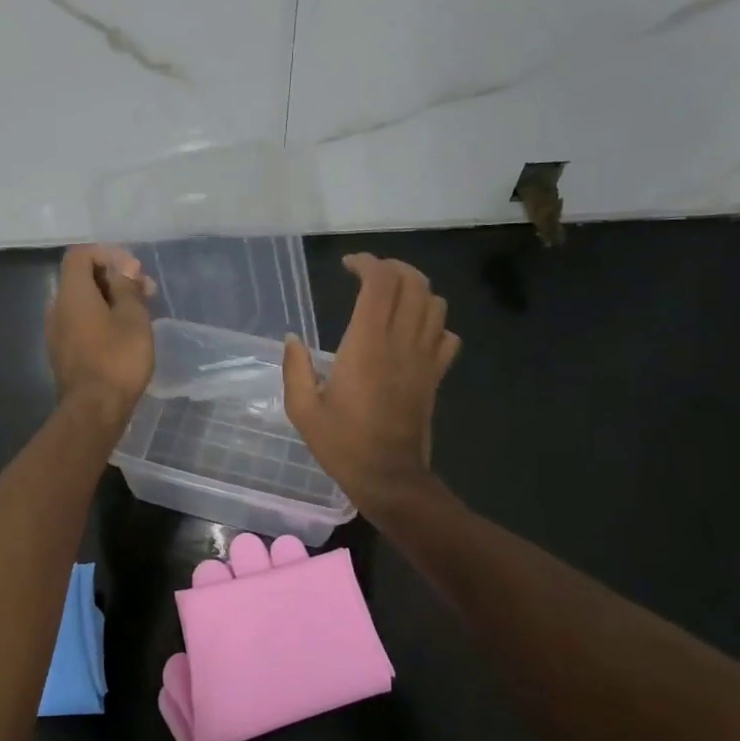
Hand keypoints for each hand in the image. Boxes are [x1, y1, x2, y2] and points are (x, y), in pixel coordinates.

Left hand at [47, 244, 154, 424]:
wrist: (94, 410)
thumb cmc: (118, 359)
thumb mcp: (133, 317)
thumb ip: (127, 287)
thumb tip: (124, 269)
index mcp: (72, 293)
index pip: (80, 255)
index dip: (107, 254)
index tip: (134, 269)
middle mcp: (57, 308)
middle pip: (81, 278)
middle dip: (114, 278)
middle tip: (145, 291)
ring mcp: (56, 332)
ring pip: (82, 302)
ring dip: (109, 300)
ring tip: (139, 313)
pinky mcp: (62, 353)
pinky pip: (80, 323)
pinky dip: (100, 319)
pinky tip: (123, 335)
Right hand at [282, 253, 459, 507]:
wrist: (388, 477)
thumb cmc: (342, 443)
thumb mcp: (302, 409)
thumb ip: (294, 368)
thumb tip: (292, 339)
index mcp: (366, 344)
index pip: (380, 283)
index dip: (367, 263)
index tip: (348, 266)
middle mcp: (401, 342)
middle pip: (413, 283)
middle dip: (393, 268)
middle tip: (370, 275)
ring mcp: (424, 358)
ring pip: (435, 304)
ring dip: (416, 290)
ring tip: (392, 296)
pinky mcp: (436, 376)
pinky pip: (448, 335)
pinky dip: (435, 322)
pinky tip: (414, 332)